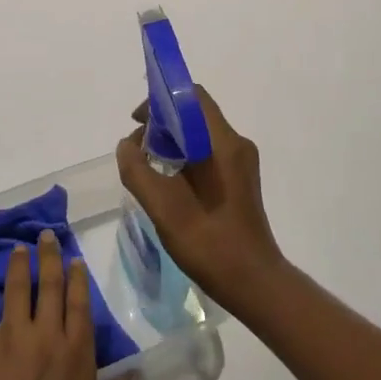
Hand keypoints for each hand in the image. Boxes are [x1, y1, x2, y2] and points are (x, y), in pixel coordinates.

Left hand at [0, 233, 130, 379]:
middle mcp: (45, 335)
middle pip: (50, 287)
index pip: (79, 305)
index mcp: (74, 354)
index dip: (78, 280)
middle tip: (46, 235)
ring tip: (18, 246)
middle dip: (50, 258)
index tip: (76, 260)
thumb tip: (135, 374)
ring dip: (17, 265)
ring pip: (16, 290)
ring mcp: (9, 337)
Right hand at [115, 86, 287, 315]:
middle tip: (136, 149)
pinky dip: (184, 158)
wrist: (253, 282)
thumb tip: (127, 146)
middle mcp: (236, 145)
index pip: (192, 97)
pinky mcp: (239, 180)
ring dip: (171, 142)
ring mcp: (241, 163)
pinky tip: (167, 183)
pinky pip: (208, 154)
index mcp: (223, 143)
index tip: (137, 122)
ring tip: (147, 167)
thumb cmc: (209, 242)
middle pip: (195, 114)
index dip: (160, 100)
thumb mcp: (163, 207)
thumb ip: (138, 170)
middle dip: (162, 123)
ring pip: (200, 135)